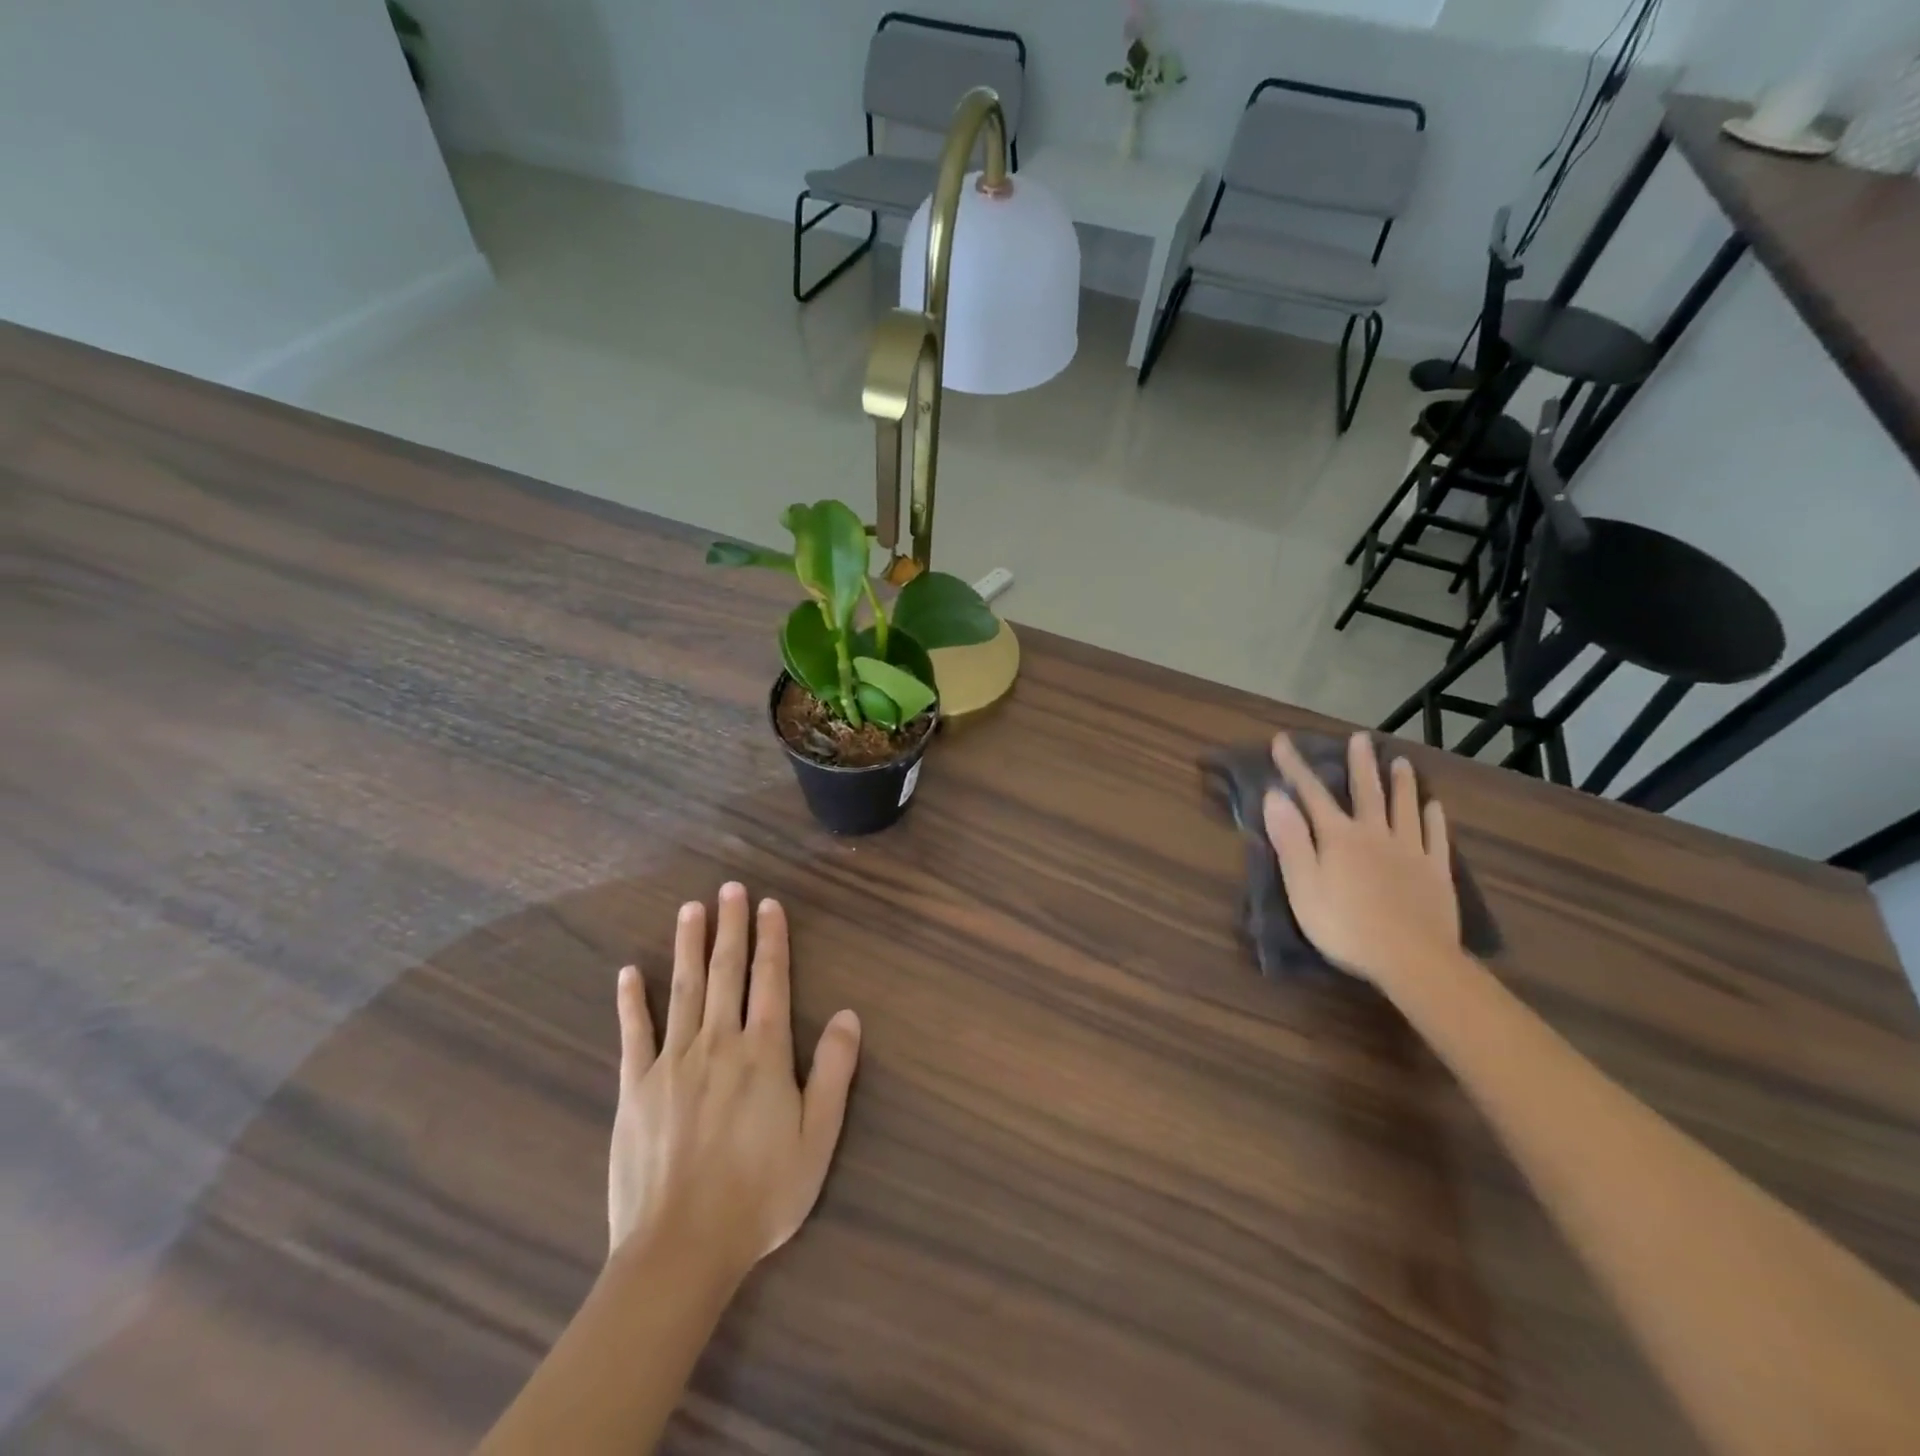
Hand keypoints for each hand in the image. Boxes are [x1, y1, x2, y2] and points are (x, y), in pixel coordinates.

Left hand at [608, 883, 860, 1278]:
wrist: (681, 1250)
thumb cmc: (760, 1195)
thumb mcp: (817, 1139)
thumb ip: (834, 1073)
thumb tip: (849, 1015)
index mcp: (764, 1054)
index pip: (771, 981)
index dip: (772, 940)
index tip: (769, 905)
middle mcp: (719, 1044)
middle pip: (726, 973)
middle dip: (731, 927)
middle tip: (730, 888)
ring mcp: (672, 1063)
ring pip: (684, 990)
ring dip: (688, 946)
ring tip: (691, 909)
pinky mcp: (636, 1088)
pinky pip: (634, 1034)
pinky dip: (632, 1001)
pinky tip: (630, 972)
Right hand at [1263, 732, 1460, 990]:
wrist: (1411, 959)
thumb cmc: (1344, 925)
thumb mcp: (1302, 885)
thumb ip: (1290, 839)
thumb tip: (1275, 795)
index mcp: (1338, 837)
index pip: (1312, 794)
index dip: (1295, 767)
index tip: (1283, 741)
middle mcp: (1375, 834)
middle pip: (1367, 792)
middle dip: (1359, 764)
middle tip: (1360, 738)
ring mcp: (1410, 851)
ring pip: (1405, 808)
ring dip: (1401, 783)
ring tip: (1400, 761)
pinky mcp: (1435, 872)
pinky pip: (1435, 838)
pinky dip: (1434, 819)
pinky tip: (1435, 806)